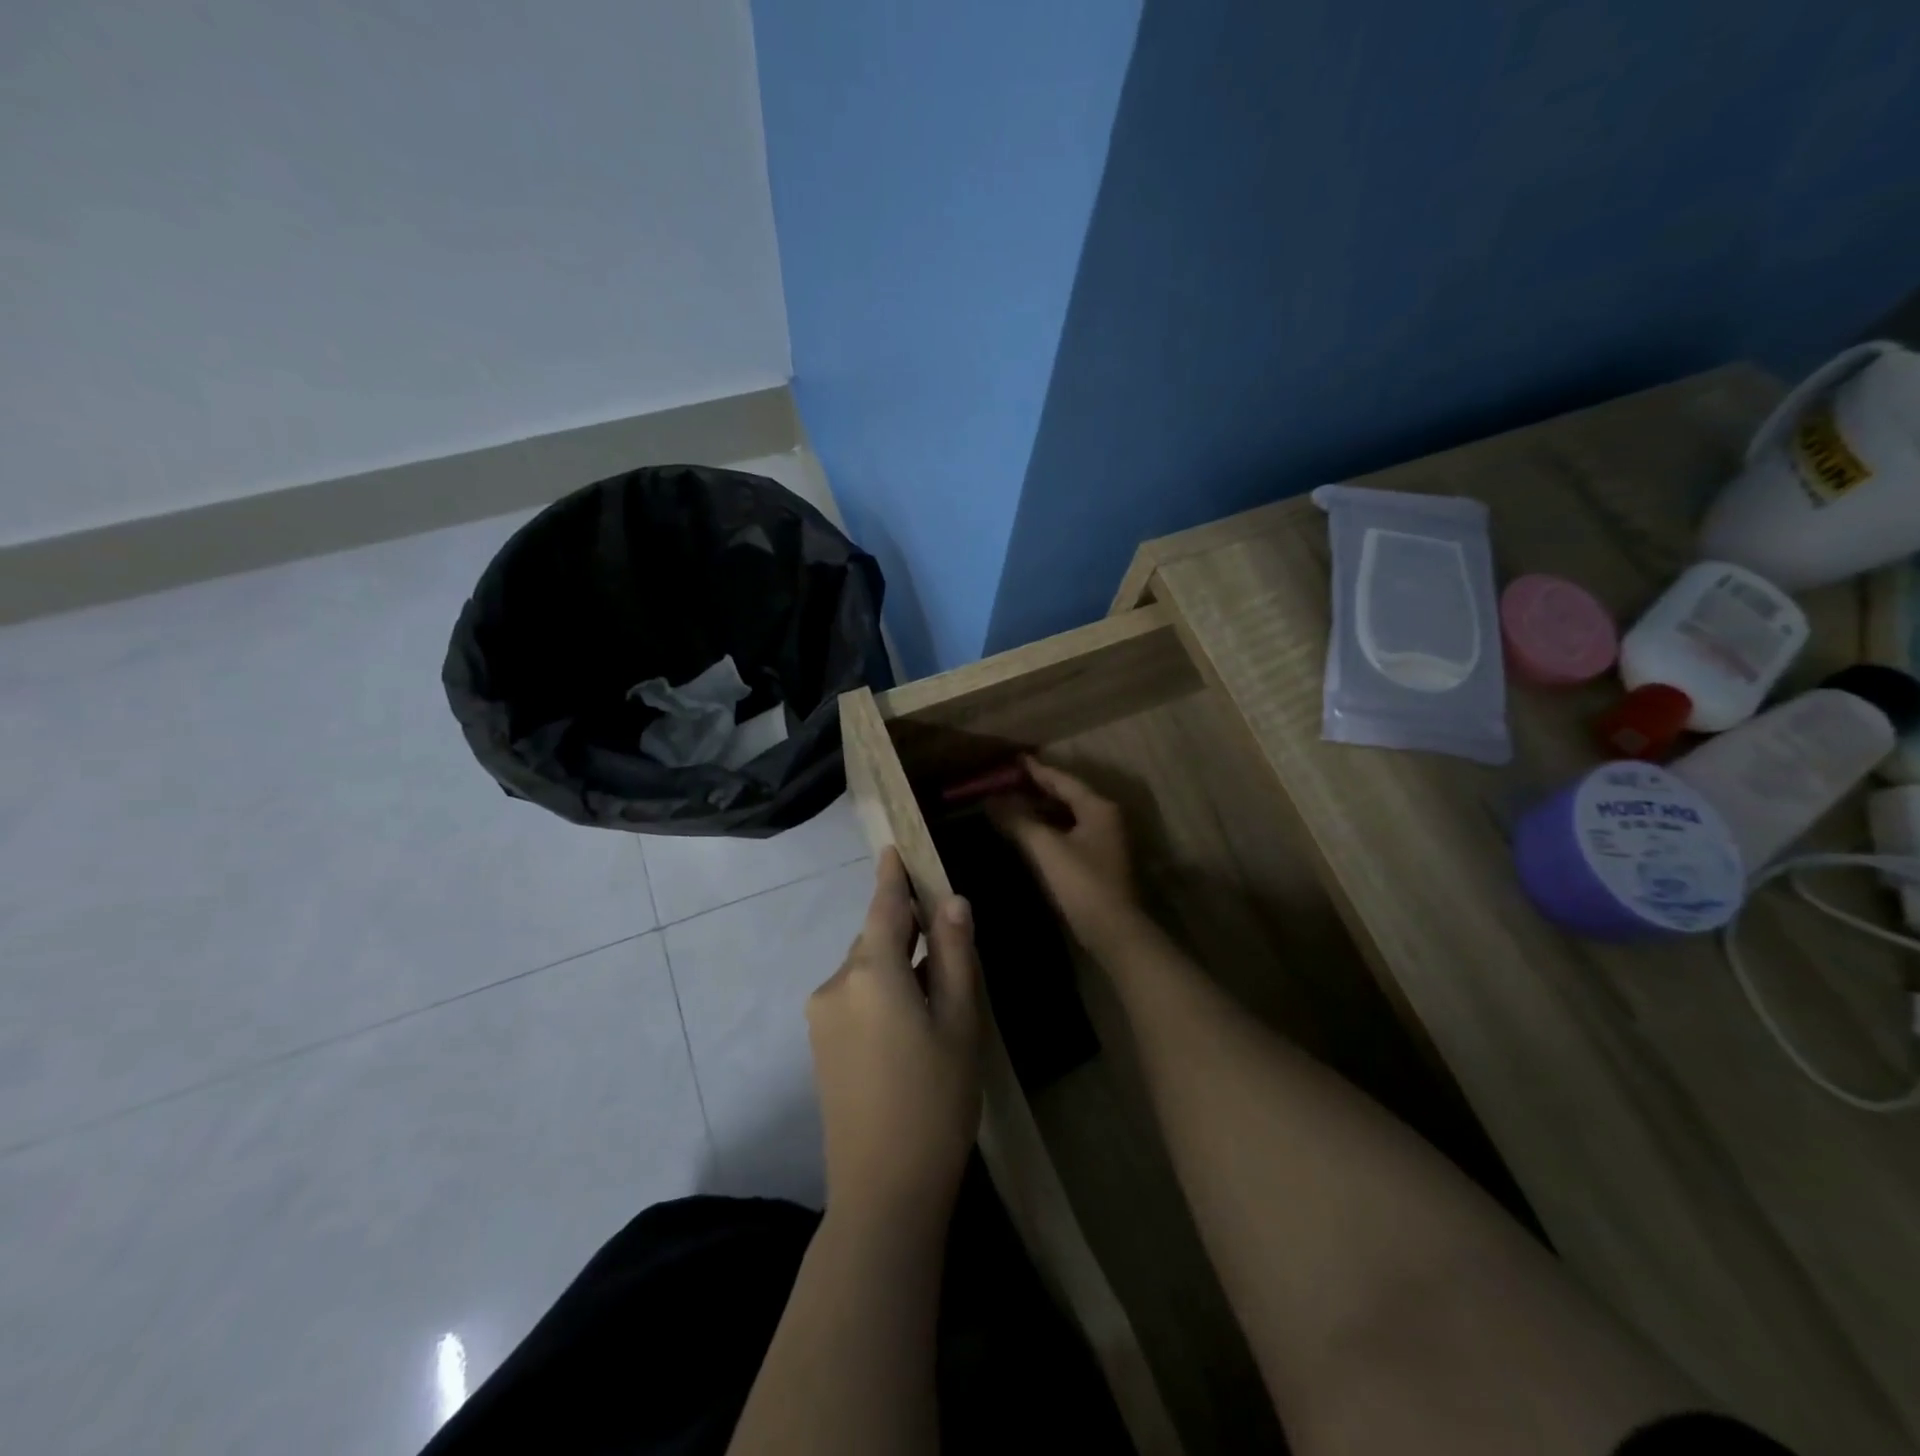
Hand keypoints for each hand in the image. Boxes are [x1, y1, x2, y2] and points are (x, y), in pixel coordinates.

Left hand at [807, 848, 983, 1224]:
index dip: (892, 877)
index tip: (894, 849)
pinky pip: (853, 997)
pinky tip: (908, 1021)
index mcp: (871, 972)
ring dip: (893, 964)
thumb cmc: (935, 1102)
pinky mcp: (820, 1047)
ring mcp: (822, 1017)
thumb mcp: (960, 1024)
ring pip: (864, 970)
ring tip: (934, 988)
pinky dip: (879, 991)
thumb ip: (954, 956)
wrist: (882, 1192)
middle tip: (943, 935)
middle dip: (903, 929)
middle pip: (873, 939)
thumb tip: (952, 902)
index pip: (883, 907)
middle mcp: (836, 984)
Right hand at [988, 758, 1138, 941]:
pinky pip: (1069, 834)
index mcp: (1098, 807)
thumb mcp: (1045, 848)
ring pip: (1068, 816)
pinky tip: (1028, 835)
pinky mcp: (1098, 862)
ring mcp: (1104, 841)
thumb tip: (990, 800)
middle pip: (1067, 796)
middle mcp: (1105, 818)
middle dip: (1037, 789)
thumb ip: (1018, 820)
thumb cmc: (1081, 883)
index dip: (1036, 770)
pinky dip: (1048, 829)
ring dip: (1041, 810)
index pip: (1063, 780)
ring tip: (1012, 805)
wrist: (1113, 931)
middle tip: (1008, 782)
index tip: (1015, 760)